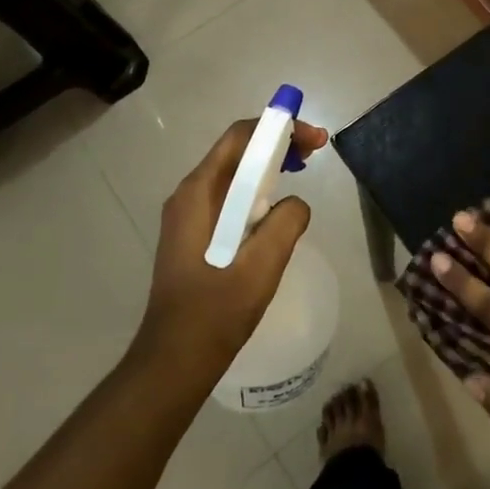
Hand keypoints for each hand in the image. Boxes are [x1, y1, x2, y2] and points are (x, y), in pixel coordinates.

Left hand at [135, 117, 328, 374]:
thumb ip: (286, 223)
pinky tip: (276, 208)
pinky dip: (256, 191)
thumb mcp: (261, 266)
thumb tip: (296, 204)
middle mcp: (188, 195)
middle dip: (277, 144)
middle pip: (237, 151)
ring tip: (301, 172)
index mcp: (198, 193)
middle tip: (314, 153)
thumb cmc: (215, 312)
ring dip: (268, 167)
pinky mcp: (194, 235)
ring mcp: (188, 216)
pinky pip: (228, 198)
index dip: (279, 128)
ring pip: (233, 175)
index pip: (239, 137)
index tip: (314, 139)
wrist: (174, 360)